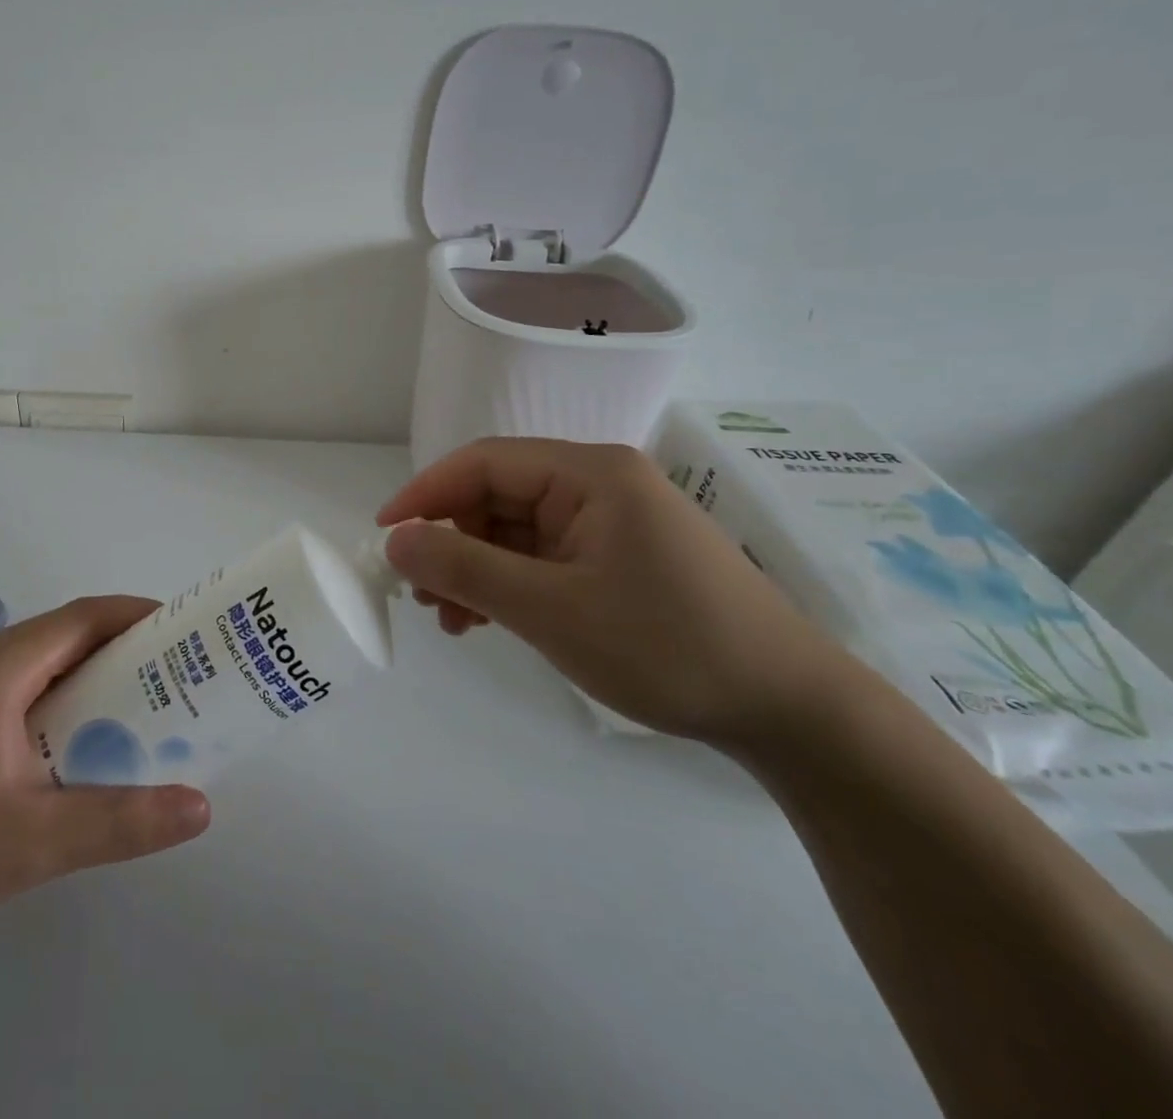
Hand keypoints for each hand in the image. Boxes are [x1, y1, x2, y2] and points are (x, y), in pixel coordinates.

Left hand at [0, 596, 210, 946]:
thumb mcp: (35, 840)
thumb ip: (122, 821)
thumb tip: (201, 807)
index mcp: (0, 666)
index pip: (84, 617)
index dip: (139, 615)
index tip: (186, 632)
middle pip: (66, 636)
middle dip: (124, 650)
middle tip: (177, 678)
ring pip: (40, 665)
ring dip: (90, 678)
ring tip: (139, 711)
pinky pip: (17, 690)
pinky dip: (58, 701)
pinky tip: (74, 747)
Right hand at [377, 439, 850, 746]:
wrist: (788, 710)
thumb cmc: (667, 646)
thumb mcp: (551, 610)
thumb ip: (465, 570)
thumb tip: (395, 541)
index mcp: (589, 473)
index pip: (484, 462)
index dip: (426, 494)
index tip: (384, 537)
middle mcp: (598, 484)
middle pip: (498, 497)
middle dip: (451, 543)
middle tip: (421, 597)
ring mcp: (610, 522)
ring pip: (516, 531)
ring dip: (476, 570)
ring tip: (452, 621)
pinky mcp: (618, 558)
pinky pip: (543, 558)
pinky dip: (509, 585)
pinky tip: (488, 621)